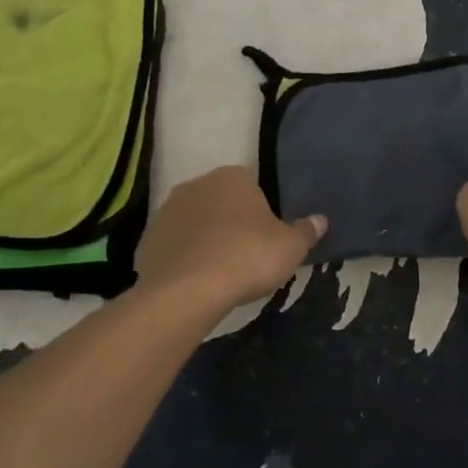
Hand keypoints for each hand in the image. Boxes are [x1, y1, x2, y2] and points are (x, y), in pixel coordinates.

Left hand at [135, 166, 325, 312]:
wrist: (187, 290)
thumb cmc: (246, 257)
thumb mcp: (290, 247)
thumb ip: (306, 231)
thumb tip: (320, 220)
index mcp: (232, 177)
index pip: (250, 185)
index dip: (259, 212)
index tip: (264, 238)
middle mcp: (196, 184)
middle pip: (219, 201)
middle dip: (229, 222)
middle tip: (244, 255)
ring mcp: (167, 211)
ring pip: (194, 222)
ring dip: (204, 239)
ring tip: (218, 272)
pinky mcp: (147, 240)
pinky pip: (173, 246)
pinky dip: (182, 259)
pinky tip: (193, 282)